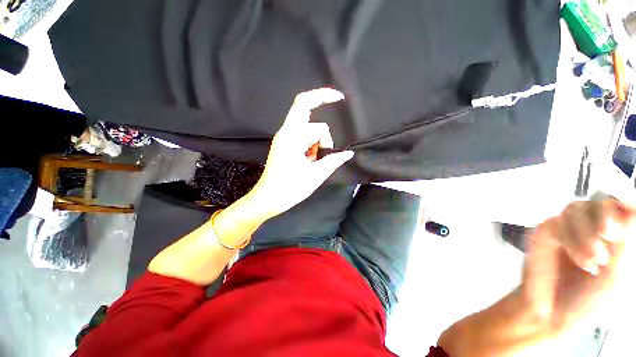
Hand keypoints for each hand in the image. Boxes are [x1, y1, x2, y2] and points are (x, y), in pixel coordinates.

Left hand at [247, 88, 353, 218]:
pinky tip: (308, 163)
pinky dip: (311, 150)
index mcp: (292, 136)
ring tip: (312, 165)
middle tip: (319, 160)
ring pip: (311, 134)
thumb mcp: (315, 175)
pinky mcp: (286, 145)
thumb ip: (333, 161)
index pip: (304, 103)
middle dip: (323, 141)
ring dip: (317, 148)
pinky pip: (305, 140)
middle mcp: (287, 133)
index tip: (340, 98)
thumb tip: (348, 153)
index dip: (322, 96)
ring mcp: (286, 139)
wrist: (268, 199)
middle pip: (314, 126)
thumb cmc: (290, 188)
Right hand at [522, 198, 635, 333]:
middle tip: (610, 238)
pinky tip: (581, 261)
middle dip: (605, 218)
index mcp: (614, 236)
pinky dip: (571, 240)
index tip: (626, 221)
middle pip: (599, 202)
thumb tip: (632, 210)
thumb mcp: (619, 275)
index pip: (623, 206)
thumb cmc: (593, 298)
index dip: (625, 205)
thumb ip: (626, 243)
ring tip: (594, 262)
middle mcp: (591, 227)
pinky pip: (557, 223)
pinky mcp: (545, 231)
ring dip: (586, 234)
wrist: (553, 311)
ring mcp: (566, 228)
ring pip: (575, 208)